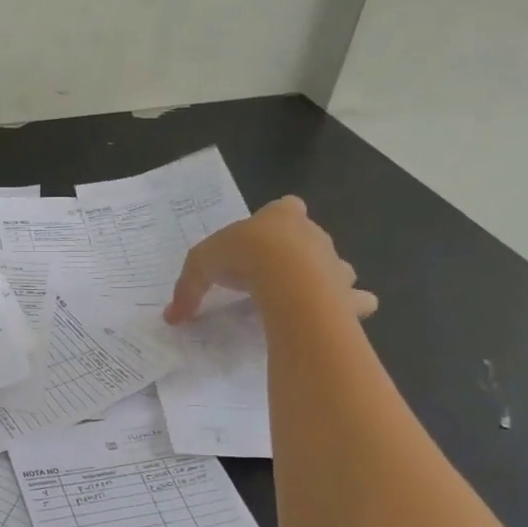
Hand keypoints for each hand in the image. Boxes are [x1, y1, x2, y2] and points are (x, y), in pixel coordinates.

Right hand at [164, 196, 376, 324]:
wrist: (288, 278)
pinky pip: (356, 301)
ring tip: (302, 300)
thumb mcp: (201, 265)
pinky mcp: (348, 295)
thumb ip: (188, 288)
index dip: (276, 221)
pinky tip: (334, 319)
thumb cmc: (244, 256)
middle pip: (310, 239)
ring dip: (325, 280)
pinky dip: (350, 308)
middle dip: (299, 254)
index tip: (261, 241)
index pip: (285, 207)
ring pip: (336, 268)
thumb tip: (171, 316)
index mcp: (282, 216)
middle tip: (273, 277)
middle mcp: (314, 235)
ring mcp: (336, 264)